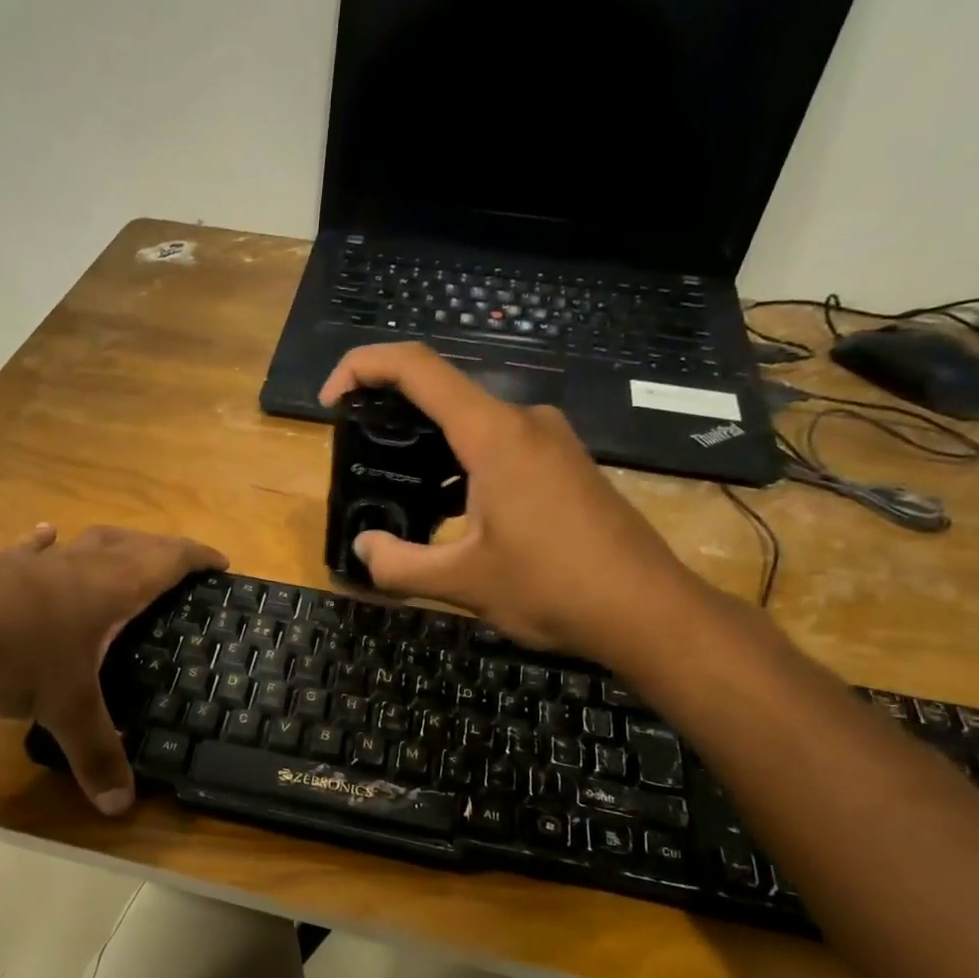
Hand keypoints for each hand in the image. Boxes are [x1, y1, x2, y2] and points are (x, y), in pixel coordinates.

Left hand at [0, 525, 225, 814]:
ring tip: (122, 550)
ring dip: (109, 545)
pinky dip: (43, 545)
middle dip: (160, 549)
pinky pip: (29, 552)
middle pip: (129, 544)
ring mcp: (30, 564)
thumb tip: (121, 808)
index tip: (220, 562)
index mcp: (108, 588)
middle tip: (179, 563)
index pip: (166, 561)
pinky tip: (43, 535)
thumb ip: (95, 754)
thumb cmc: (8, 652)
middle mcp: (75, 566)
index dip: (196, 558)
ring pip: (82, 544)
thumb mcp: (61, 707)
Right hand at [319, 343, 710, 668]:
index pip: (417, 367)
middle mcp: (524, 422)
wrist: (647, 610)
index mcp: (494, 435)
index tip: (331, 400)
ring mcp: (551, 441)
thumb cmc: (552, 588)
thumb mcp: (462, 583)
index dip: (363, 367)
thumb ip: (399, 564)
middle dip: (393, 417)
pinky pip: (500, 448)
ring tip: (401, 494)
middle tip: (361, 460)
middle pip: (444, 394)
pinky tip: (452, 515)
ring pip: (473, 426)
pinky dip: (463, 467)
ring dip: (430, 450)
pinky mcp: (565, 466)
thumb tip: (364, 548)